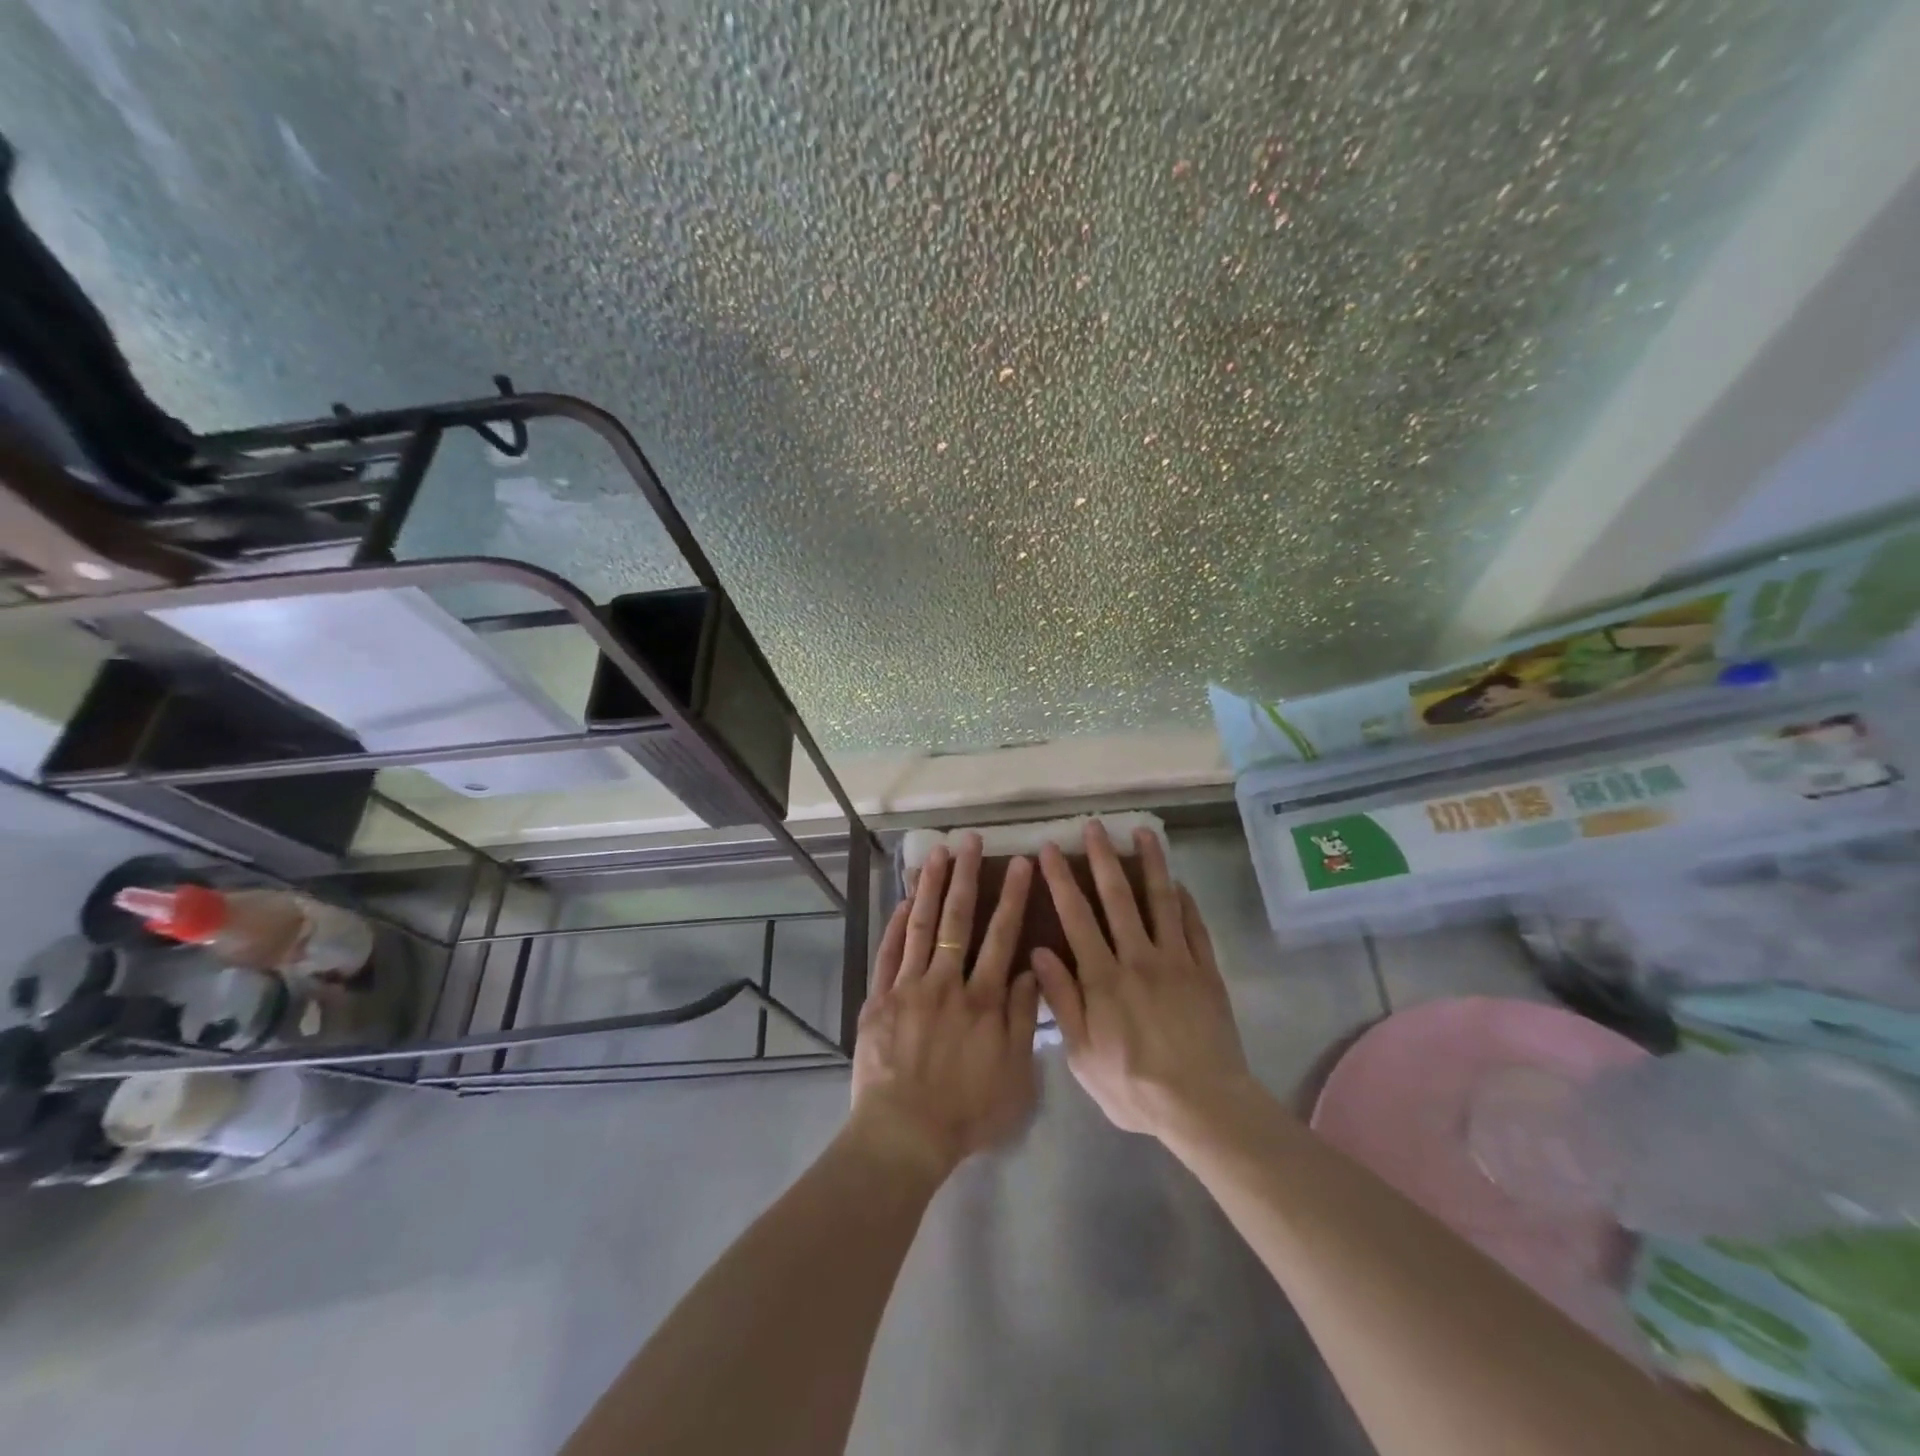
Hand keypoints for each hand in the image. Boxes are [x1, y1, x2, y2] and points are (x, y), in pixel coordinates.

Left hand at [849, 833, 1041, 1177]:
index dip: (1011, 897)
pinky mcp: (879, 999)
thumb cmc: (966, 1112)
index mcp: (983, 999)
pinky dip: (895, 925)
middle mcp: (946, 982)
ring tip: (935, 853)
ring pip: (919, 926)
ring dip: (928, 887)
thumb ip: (1024, 1020)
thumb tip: (1032, 970)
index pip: (1002, 936)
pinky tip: (902, 901)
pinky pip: (888, 953)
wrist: (904, 1135)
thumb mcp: (1015, 1075)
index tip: (1018, 863)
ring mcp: (908, 987)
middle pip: (957, 920)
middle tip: (969, 840)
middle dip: (965, 876)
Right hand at [1030, 822, 1256, 1138]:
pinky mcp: (1206, 971)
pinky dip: (1186, 902)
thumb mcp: (1082, 1054)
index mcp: (1102, 978)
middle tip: (1094, 825)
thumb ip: (1062, 1001)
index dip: (1062, 880)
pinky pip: (1195, 927)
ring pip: (1160, 901)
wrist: (1203, 1105)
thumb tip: (1037, 953)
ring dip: (1151, 864)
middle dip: (1103, 858)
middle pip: (1118, 898)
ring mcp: (1176, 961)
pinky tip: (1180, 883)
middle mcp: (1138, 958)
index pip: (1076, 917)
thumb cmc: (1133, 1086)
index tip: (1050, 849)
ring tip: (1144, 832)